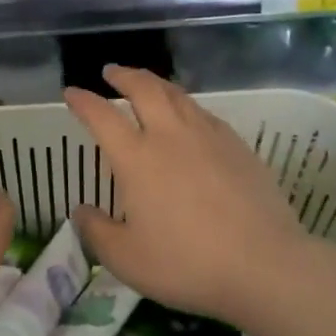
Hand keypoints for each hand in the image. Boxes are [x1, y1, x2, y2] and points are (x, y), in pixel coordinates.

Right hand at [64, 65, 310, 322]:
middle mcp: (170, 136)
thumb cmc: (187, 263)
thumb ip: (97, 232)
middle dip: (123, 75)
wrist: (264, 264)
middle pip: (143, 89)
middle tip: (111, 71)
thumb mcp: (127, 259)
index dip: (83, 101)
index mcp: (137, 158)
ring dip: (155, 83)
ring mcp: (208, 136)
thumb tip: (81, 211)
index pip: (102, 116)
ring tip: (146, 83)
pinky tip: (188, 115)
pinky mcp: (237, 145)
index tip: (71, 92)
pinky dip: (186, 104)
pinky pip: (204, 112)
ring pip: (177, 95)